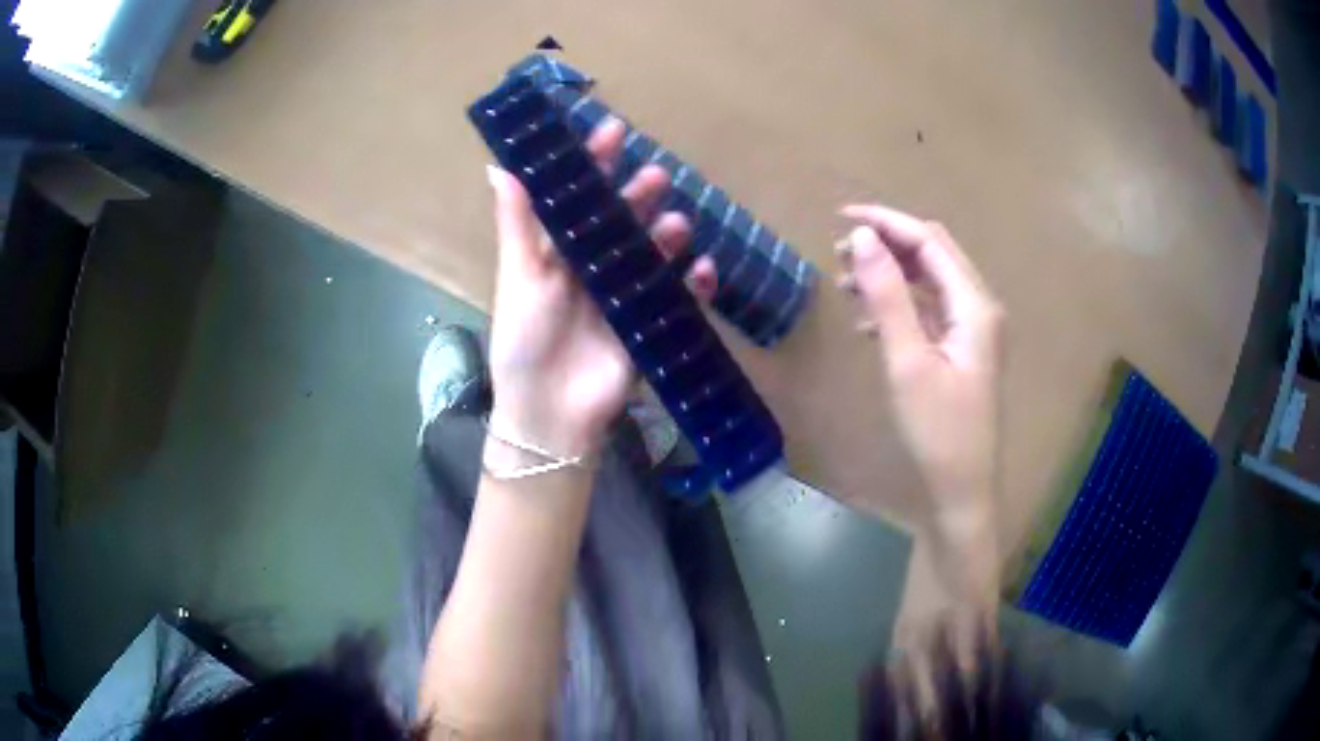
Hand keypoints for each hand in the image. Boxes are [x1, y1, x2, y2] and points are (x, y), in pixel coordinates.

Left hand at [485, 118, 716, 458]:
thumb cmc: (524, 342)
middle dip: (637, 195)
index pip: (579, 199)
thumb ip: (516, 223)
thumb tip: (497, 166)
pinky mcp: (647, 325)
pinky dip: (692, 283)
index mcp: (557, 254)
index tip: (613, 130)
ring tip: (676, 223)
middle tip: (655, 174)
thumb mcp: (519, 277)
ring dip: (666, 234)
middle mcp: (591, 268)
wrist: (550, 414)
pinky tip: (700, 269)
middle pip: (620, 221)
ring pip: (651, 253)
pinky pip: (676, 297)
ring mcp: (622, 296)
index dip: (594, 164)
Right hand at [834, 204, 1003, 526]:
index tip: (841, 217)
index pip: (929, 241)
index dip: (886, 222)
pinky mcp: (963, 350)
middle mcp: (979, 307)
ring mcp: (973, 329)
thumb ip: (888, 296)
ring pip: (931, 281)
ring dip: (892, 274)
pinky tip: (870, 321)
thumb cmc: (938, 432)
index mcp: (974, 305)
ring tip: (848, 283)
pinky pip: (930, 309)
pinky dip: (901, 304)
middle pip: (933, 255)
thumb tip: (863, 236)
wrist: (963, 490)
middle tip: (841, 252)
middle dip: (888, 244)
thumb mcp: (907, 362)